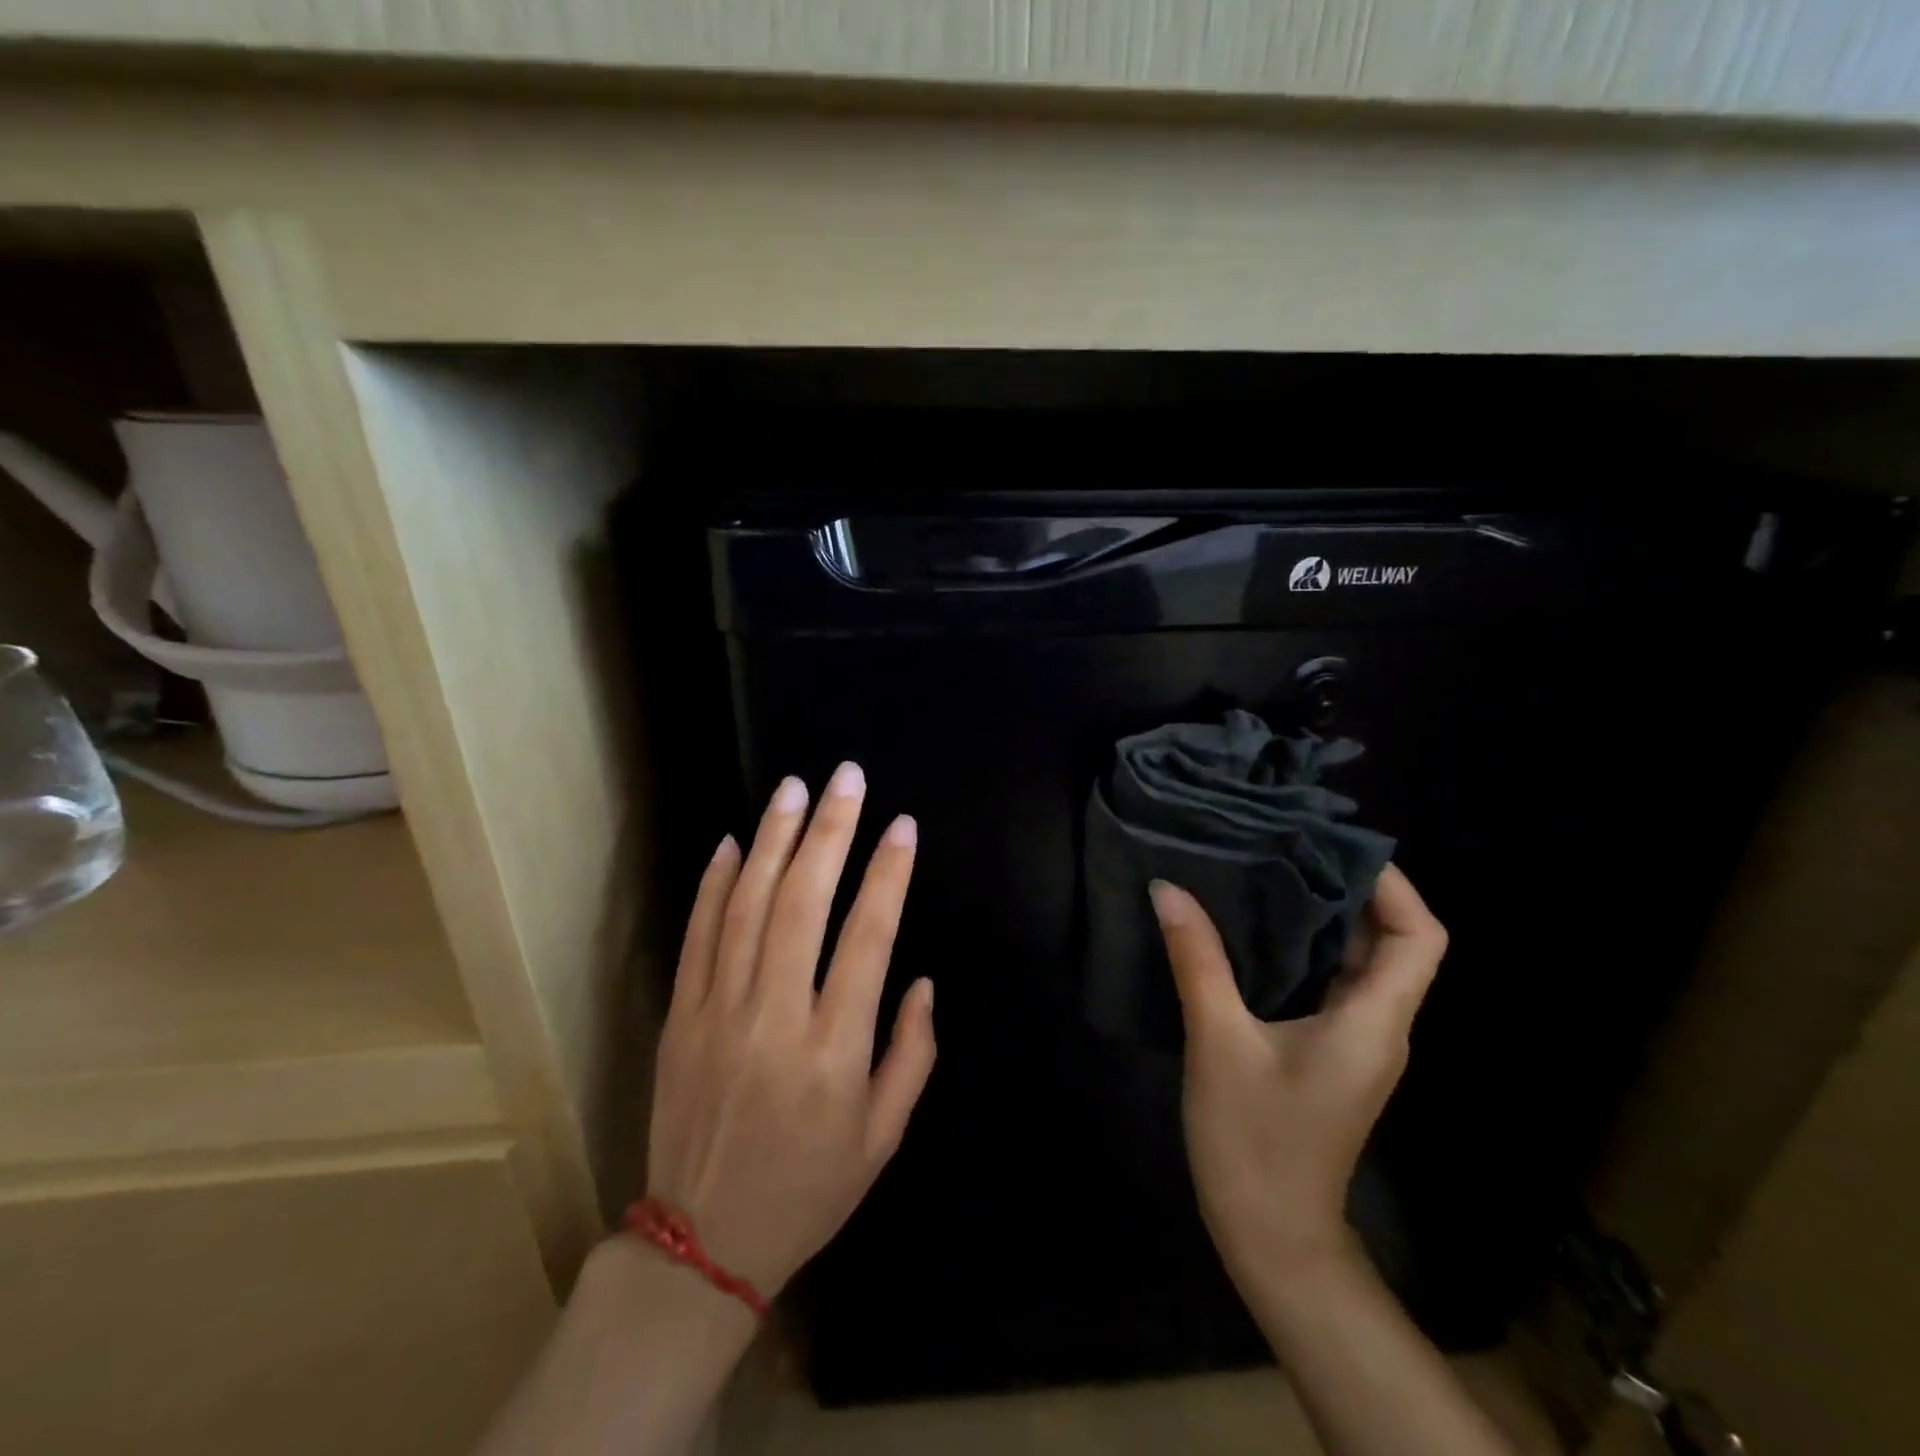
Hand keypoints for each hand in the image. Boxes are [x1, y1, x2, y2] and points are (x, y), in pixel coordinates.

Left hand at [644, 763, 935, 1296]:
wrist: (701, 1245)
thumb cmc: (809, 1190)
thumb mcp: (883, 1140)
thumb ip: (912, 1055)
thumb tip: (920, 980)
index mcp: (833, 1052)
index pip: (867, 940)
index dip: (888, 876)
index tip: (902, 826)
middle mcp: (774, 1020)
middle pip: (802, 904)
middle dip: (830, 832)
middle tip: (847, 777)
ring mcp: (718, 1014)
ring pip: (745, 907)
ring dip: (772, 840)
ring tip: (794, 788)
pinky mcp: (680, 1018)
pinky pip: (696, 937)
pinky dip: (712, 884)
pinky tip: (729, 841)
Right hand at [1151, 865, 1446, 1280]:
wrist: (1270, 1234)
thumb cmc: (1254, 1140)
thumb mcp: (1219, 1042)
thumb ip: (1198, 961)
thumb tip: (1168, 889)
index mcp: (1373, 1021)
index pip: (1421, 938)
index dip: (1395, 886)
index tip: (1336, 845)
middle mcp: (1379, 1025)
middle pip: (1393, 942)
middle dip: (1350, 888)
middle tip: (1289, 843)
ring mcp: (1356, 1041)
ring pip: (1359, 961)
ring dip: (1325, 915)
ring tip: (1269, 869)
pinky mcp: (1329, 1051)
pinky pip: (1331, 982)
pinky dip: (1305, 946)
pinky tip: (1255, 927)